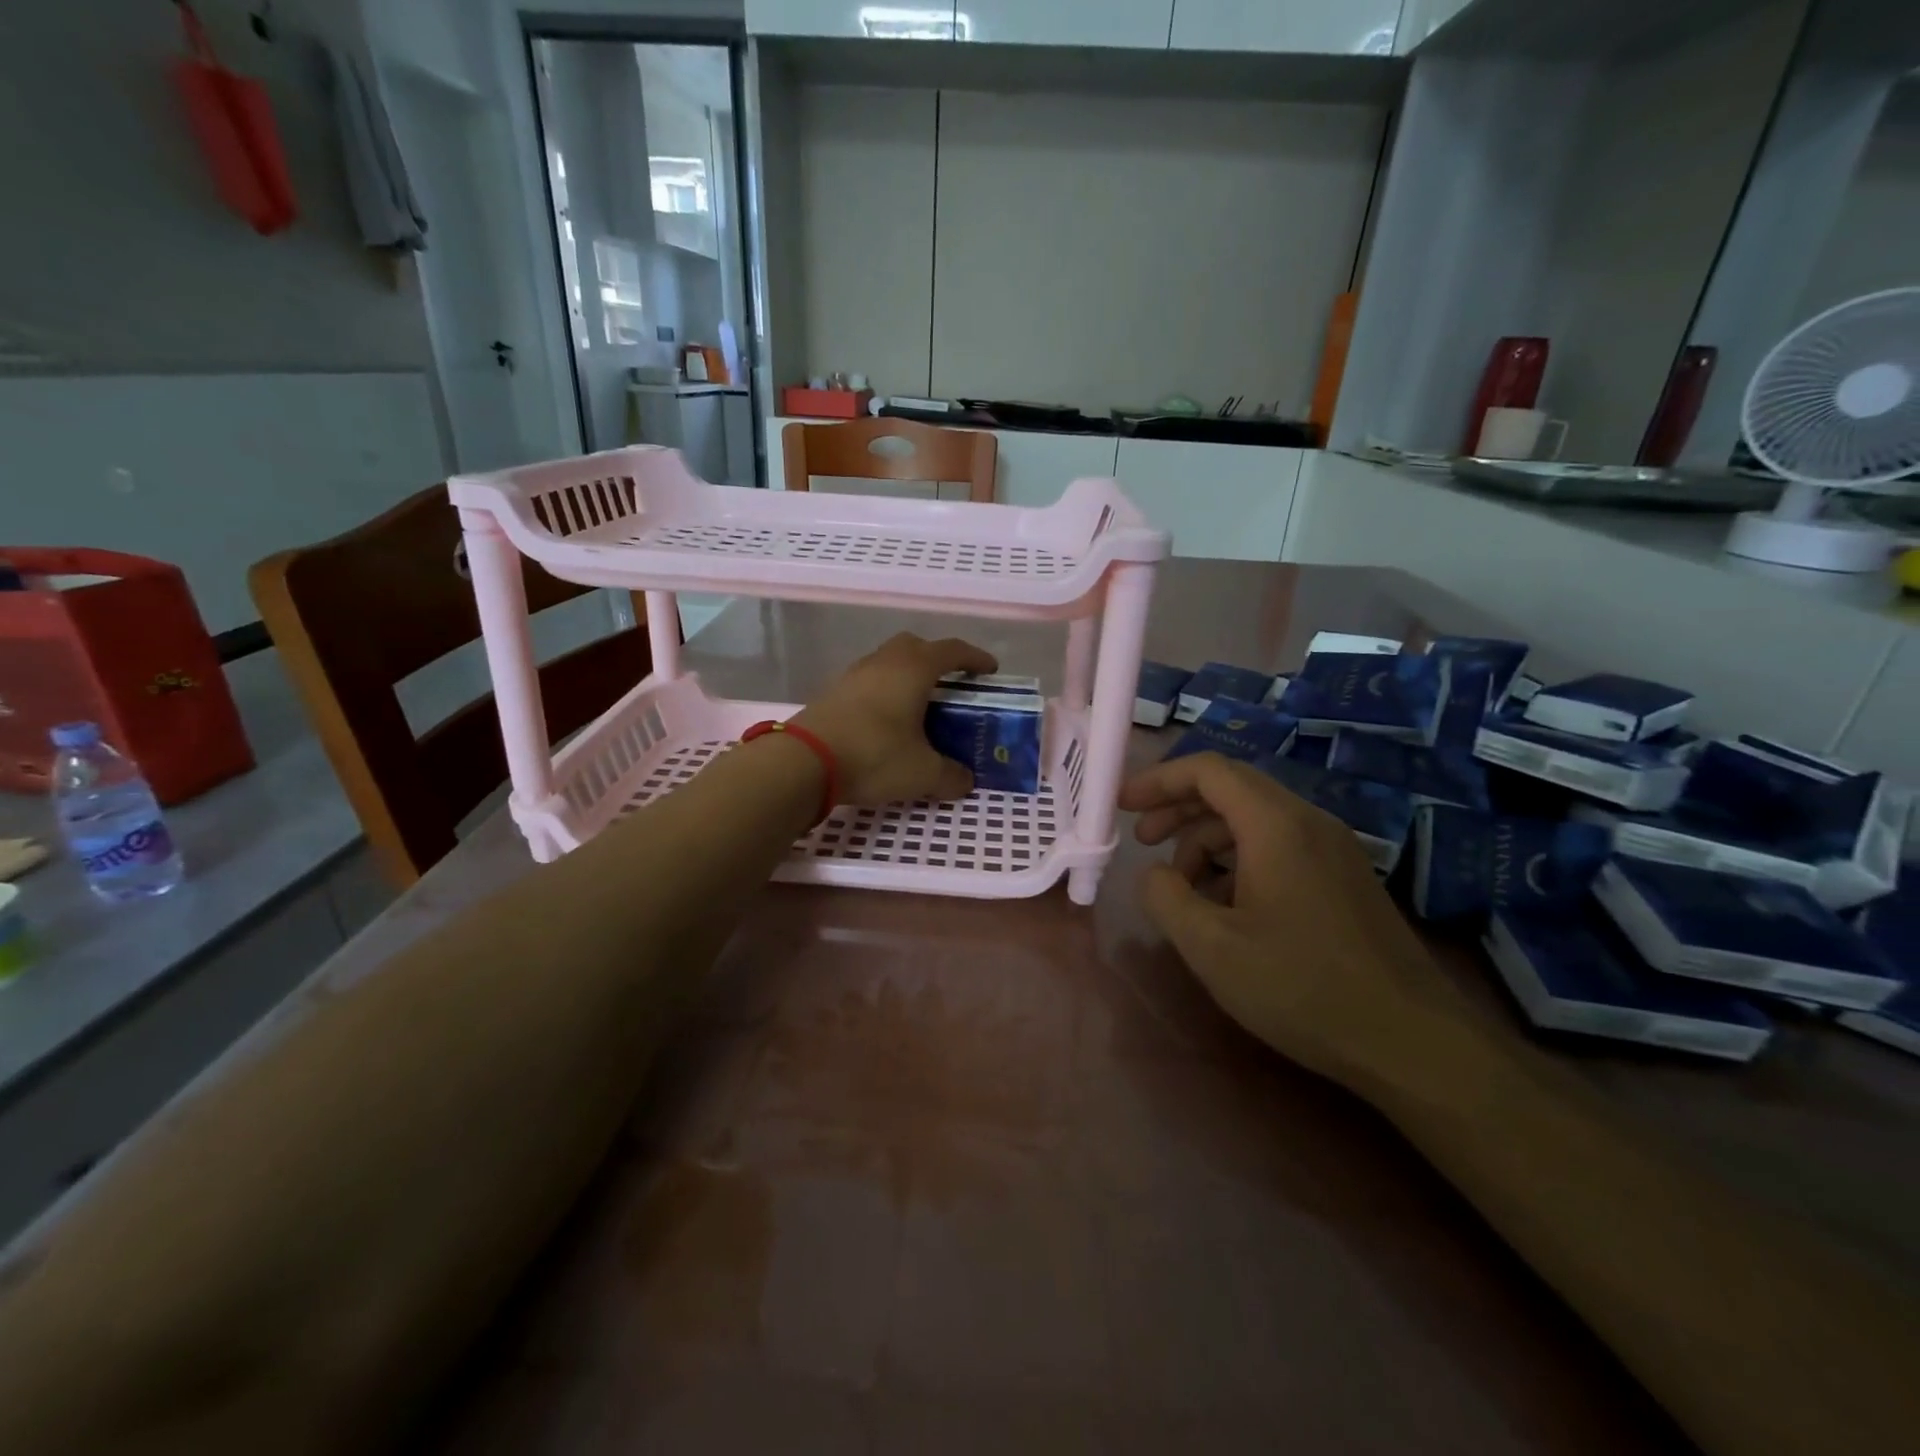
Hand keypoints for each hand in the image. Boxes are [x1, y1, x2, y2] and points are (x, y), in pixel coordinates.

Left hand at [793, 632, 997, 806]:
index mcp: (913, 669)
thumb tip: (965, 780)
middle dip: (937, 660)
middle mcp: (884, 662)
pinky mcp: (833, 693)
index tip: (989, 670)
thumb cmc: (874, 755)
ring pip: (888, 662)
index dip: (975, 658)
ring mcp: (854, 675)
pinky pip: (869, 682)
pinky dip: (885, 692)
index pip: (952, 651)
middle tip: (951, 684)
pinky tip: (887, 721)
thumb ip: (951, 776)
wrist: (804, 762)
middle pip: (916, 646)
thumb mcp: (923, 773)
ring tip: (919, 705)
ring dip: (907, 675)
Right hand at [1119, 752, 1458, 1084]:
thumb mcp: (1211, 947)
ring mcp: (1332, 849)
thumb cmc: (1302, 988)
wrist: (1412, 1042)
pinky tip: (1225, 905)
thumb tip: (1155, 873)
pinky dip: (1238, 859)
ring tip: (1181, 886)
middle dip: (1178, 808)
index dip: (1159, 780)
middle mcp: (1308, 822)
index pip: (1208, 771)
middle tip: (1143, 842)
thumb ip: (1165, 897)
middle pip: (1231, 789)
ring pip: (1254, 819)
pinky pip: (1278, 845)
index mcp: (1275, 825)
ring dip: (1206, 839)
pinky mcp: (1343, 877)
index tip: (1122, 806)